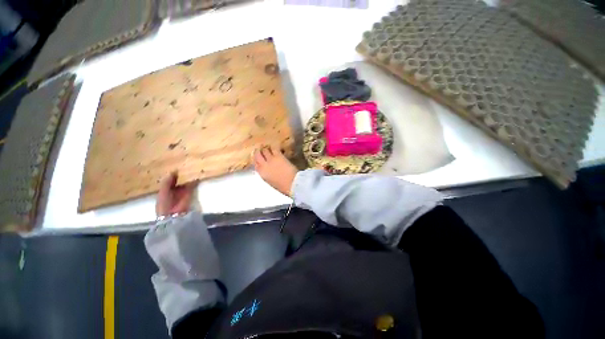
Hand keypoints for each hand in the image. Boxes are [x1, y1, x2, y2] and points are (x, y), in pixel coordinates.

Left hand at [156, 171, 196, 216]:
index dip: (171, 176)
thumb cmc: (164, 203)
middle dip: (180, 176)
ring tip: (190, 169)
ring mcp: (182, 192)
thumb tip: (173, 171)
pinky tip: (194, 174)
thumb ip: (167, 182)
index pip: (169, 182)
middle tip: (184, 167)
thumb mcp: (163, 192)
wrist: (173, 214)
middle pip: (177, 181)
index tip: (176, 169)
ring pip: (185, 183)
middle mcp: (174, 191)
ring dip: (187, 177)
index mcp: (165, 191)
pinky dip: (194, 181)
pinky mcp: (190, 193)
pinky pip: (192, 185)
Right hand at [253, 145, 297, 196]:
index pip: (255, 164)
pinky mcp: (279, 156)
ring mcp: (271, 159)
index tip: (257, 158)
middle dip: (258, 152)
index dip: (256, 160)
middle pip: (257, 155)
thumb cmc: (282, 186)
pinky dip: (273, 148)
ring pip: (265, 150)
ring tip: (268, 147)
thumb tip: (267, 170)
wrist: (292, 183)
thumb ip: (267, 174)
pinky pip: (274, 149)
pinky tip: (275, 147)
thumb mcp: (271, 182)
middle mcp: (264, 165)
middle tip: (260, 150)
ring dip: (266, 149)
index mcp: (262, 173)